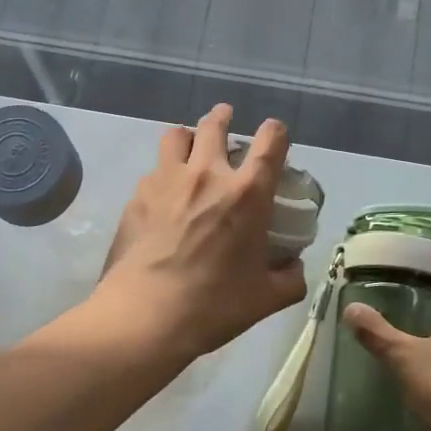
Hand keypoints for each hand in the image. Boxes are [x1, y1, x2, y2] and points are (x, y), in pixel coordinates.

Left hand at [94, 104, 308, 360]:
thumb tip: (293, 266)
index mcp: (247, 193)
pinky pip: (153, 171)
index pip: (270, 140)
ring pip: (176, 135)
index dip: (276, 132)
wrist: (147, 315)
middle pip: (215, 124)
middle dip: (224, 116)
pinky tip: (163, 196)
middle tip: (226, 120)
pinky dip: (163, 174)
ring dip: (187, 137)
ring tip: (189, 149)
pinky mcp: (137, 196)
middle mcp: (207, 175)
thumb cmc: (214, 305)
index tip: (275, 137)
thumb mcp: (267, 298)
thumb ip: (290, 277)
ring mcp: (167, 181)